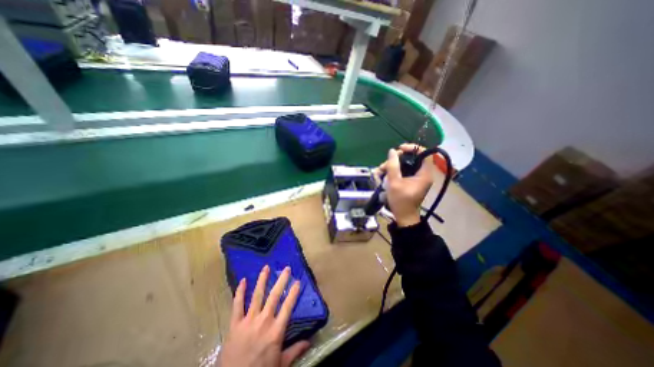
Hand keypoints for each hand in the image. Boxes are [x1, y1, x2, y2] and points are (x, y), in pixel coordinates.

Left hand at [220, 265, 309, 366]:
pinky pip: (237, 305)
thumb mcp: (281, 365)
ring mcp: (248, 321)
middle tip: (286, 268)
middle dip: (281, 280)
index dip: (293, 293)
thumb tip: (310, 341)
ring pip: (257, 295)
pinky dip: (240, 292)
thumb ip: (295, 350)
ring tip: (266, 267)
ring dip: (262, 280)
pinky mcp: (234, 325)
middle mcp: (264, 321)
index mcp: (276, 331)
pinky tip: (242, 281)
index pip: (288, 306)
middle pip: (274, 296)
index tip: (297, 281)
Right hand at [373, 143, 432, 225]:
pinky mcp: (411, 181)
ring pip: (404, 165)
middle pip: (411, 158)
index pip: (424, 153)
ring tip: (380, 172)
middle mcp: (423, 174)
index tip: (399, 149)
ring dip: (391, 167)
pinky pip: (403, 171)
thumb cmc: (401, 201)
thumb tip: (392, 151)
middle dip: (396, 160)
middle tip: (385, 165)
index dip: (412, 148)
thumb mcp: (394, 183)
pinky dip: (393, 172)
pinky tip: (383, 175)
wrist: (403, 217)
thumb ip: (393, 166)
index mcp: (424, 174)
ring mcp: (417, 178)